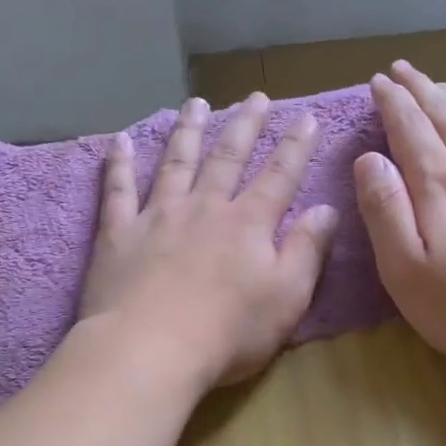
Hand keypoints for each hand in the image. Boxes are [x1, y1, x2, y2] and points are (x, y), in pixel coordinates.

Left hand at [79, 92, 339, 393]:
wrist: (150, 349)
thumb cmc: (228, 332)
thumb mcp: (287, 297)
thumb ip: (307, 250)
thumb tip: (326, 209)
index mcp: (248, 223)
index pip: (279, 175)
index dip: (296, 145)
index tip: (306, 116)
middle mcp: (204, 207)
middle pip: (227, 157)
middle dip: (245, 125)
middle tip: (255, 97)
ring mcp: (158, 215)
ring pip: (176, 162)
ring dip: (188, 131)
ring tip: (196, 104)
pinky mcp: (119, 233)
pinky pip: (118, 189)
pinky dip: (119, 163)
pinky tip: (119, 141)